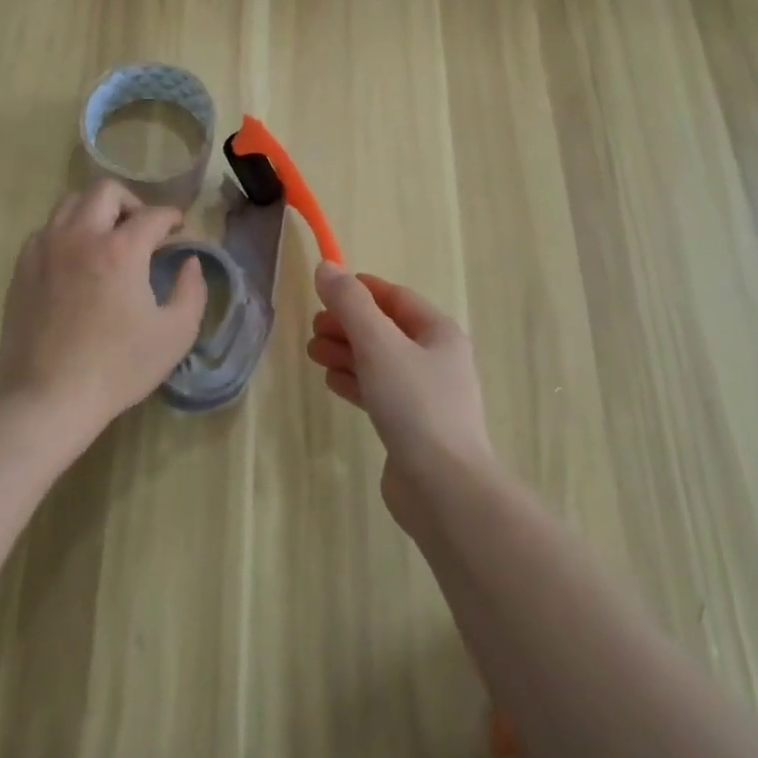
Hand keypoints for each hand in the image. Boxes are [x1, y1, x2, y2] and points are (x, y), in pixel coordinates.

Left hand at [0, 179, 206, 437]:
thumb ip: (192, 290)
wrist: (46, 400)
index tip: (179, 231)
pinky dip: (66, 233)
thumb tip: (189, 262)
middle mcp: (81, 236)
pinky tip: (76, 261)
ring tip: (107, 239)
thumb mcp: (175, 334)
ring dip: (96, 211)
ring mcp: (45, 249)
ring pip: (71, 203)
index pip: (154, 214)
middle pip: (106, 190)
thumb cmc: (117, 368)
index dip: (173, 218)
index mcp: (121, 250)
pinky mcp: (22, 268)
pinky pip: (46, 230)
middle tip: (142, 230)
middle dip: (132, 202)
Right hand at [307, 263, 496, 525]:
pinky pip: (379, 393)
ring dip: (347, 352)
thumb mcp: (379, 344)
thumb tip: (327, 267)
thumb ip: (351, 304)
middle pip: (385, 329)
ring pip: (379, 362)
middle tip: (313, 328)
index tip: (326, 290)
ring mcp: (425, 396)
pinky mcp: (412, 428)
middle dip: (348, 324)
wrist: (444, 490)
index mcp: (439, 333)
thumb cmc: (415, 405)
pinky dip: (355, 382)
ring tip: (313, 353)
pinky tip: (332, 382)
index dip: (361, 290)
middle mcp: (437, 360)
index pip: (396, 298)